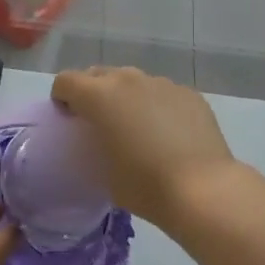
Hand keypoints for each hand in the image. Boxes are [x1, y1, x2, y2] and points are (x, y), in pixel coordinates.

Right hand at [51, 66, 236, 227]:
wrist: (202, 189)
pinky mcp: (189, 93)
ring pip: (133, 81)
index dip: (61, 98)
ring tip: (137, 127)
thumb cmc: (143, 185)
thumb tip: (101, 137)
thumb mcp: (101, 171)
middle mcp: (129, 80)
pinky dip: (156, 106)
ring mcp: (162, 83)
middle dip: (92, 92)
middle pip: (99, 74)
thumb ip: (92, 144)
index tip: (68, 119)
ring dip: (126, 97)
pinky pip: (162, 93)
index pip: (66, 81)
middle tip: (99, 122)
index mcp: (99, 96)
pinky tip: (168, 134)